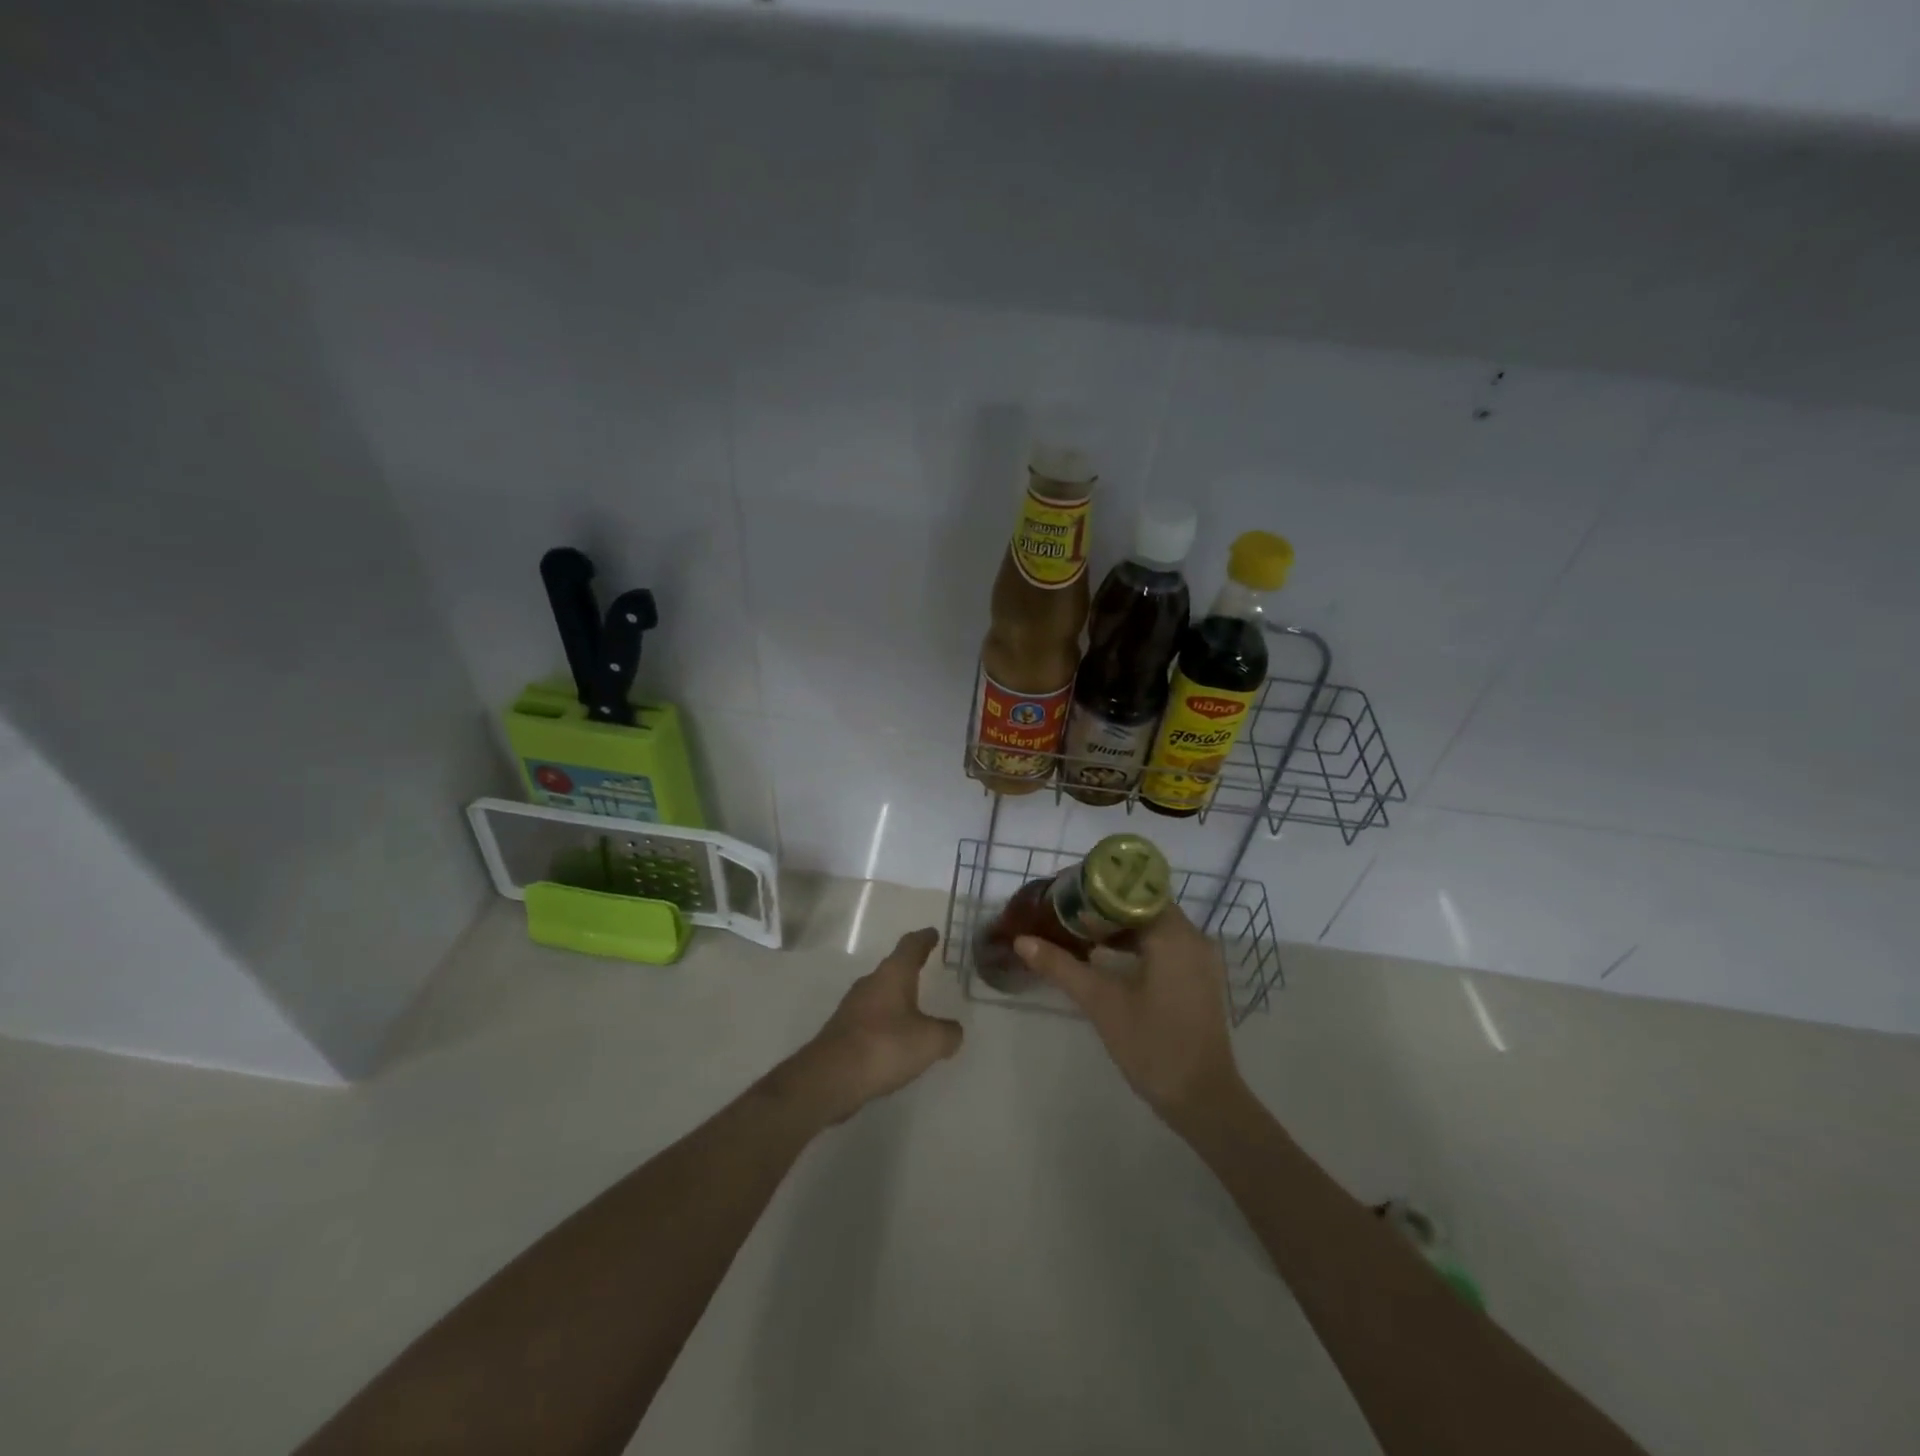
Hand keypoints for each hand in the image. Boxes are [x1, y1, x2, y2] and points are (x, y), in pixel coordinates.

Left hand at [780, 928, 963, 1125]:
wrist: (830, 1077)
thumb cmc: (885, 1046)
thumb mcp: (929, 1041)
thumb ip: (948, 1033)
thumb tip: (953, 1031)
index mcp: (893, 974)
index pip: (910, 946)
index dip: (924, 939)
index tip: (932, 933)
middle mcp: (870, 983)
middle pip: (893, 968)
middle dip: (909, 968)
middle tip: (925, 969)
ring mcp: (852, 1006)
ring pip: (880, 994)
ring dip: (896, 998)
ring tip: (914, 1009)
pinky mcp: (842, 1031)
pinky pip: (870, 1018)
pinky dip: (885, 1022)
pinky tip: (893, 1040)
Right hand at [1015, 905, 1243, 1125]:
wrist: (1203, 1100)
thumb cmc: (1153, 1044)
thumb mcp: (1101, 1002)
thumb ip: (1062, 967)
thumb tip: (1022, 941)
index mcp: (1173, 935)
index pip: (1133, 892)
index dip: (1099, 889)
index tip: (1067, 893)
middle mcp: (1192, 938)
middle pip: (1144, 906)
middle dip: (1105, 907)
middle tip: (1066, 911)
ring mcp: (1199, 960)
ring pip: (1154, 926)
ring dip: (1120, 927)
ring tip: (1079, 931)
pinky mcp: (1198, 979)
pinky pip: (1164, 945)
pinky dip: (1136, 944)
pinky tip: (1106, 957)